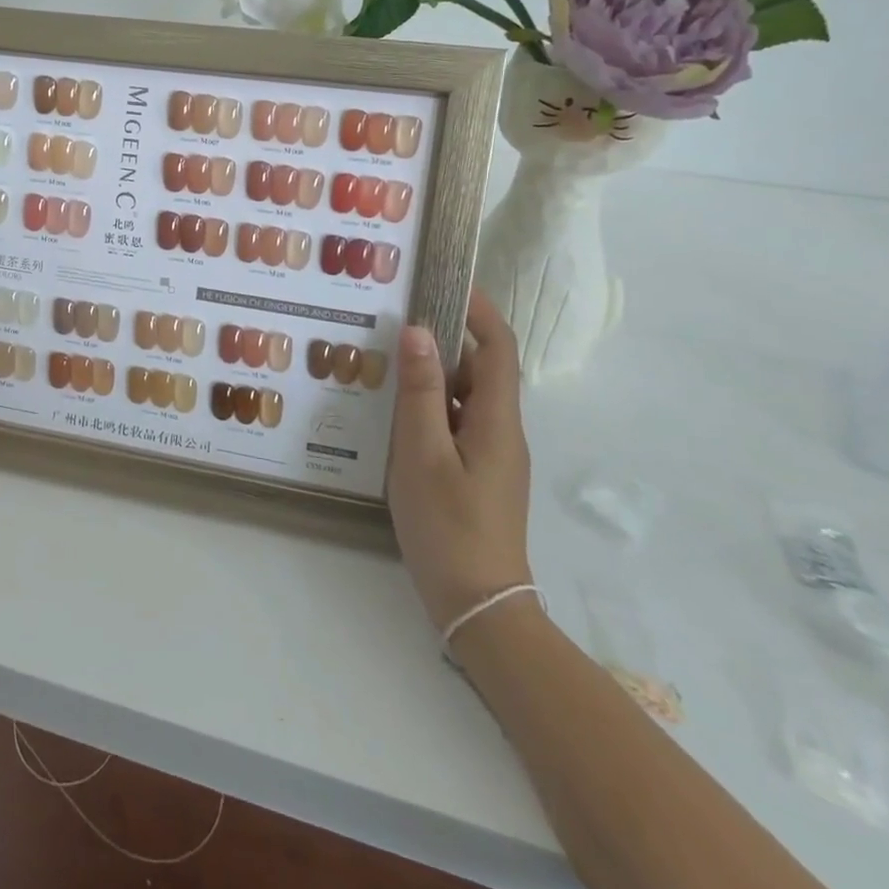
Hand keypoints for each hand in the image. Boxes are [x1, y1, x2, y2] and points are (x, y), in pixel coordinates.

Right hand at [387, 289, 532, 634]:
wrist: (479, 607)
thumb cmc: (449, 527)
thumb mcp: (422, 454)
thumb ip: (420, 392)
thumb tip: (417, 330)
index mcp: (497, 420)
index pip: (499, 348)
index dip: (479, 310)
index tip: (446, 282)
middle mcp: (502, 430)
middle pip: (482, 368)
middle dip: (446, 337)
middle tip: (396, 317)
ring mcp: (491, 454)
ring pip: (466, 397)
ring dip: (435, 372)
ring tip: (387, 357)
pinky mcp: (476, 473)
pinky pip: (456, 422)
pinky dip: (431, 404)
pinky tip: (394, 410)